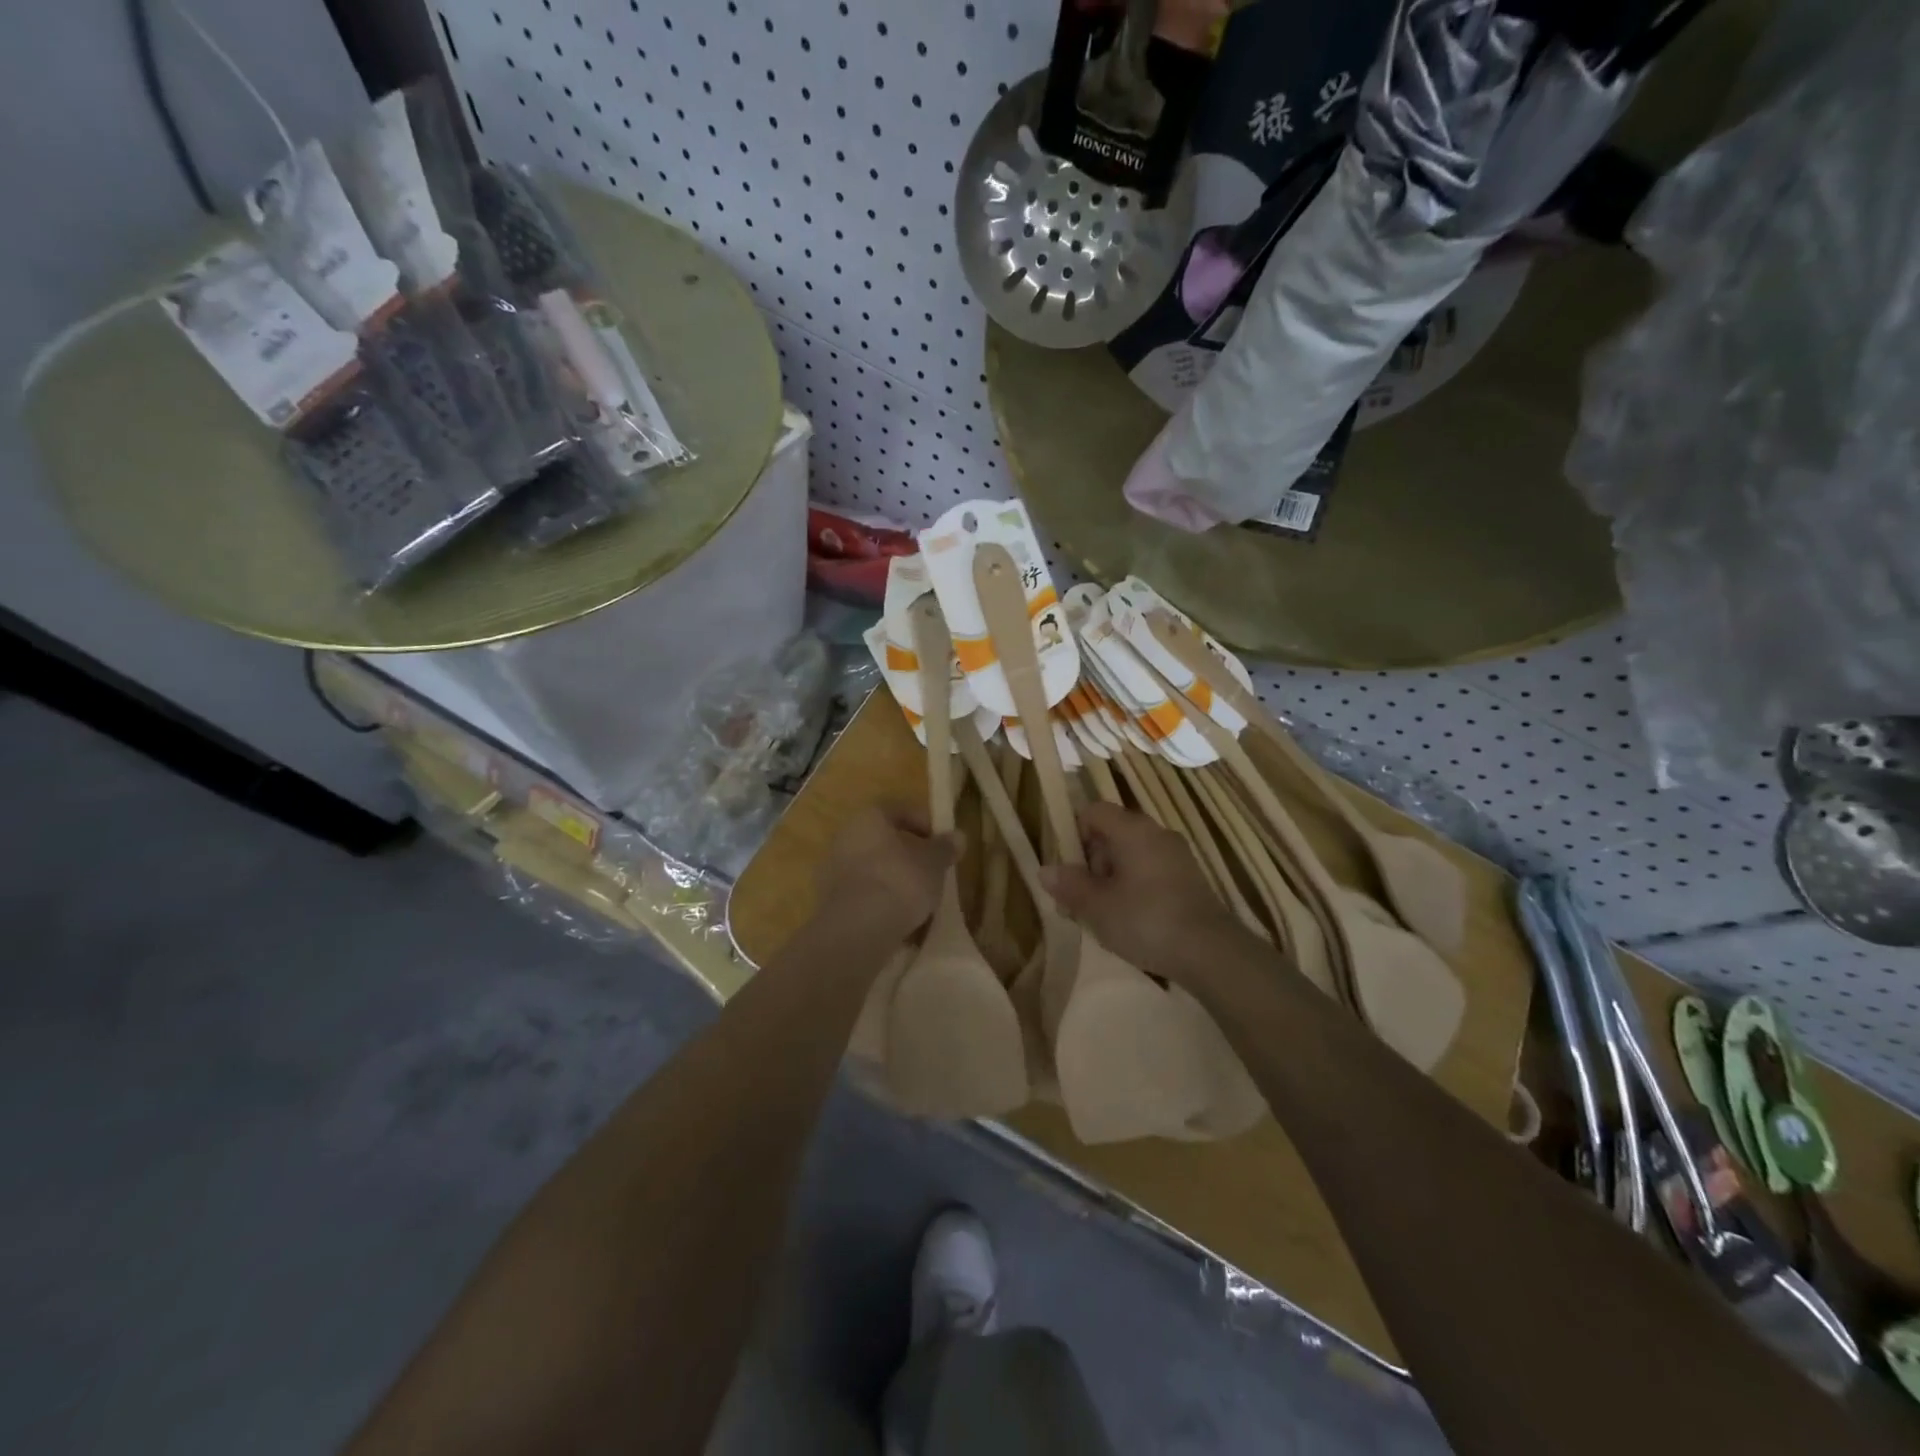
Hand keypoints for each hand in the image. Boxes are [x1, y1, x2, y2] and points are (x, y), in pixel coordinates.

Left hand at [816, 805, 956, 941]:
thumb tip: (958, 836)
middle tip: (930, 870)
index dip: (924, 823)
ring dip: (892, 879)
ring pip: (871, 868)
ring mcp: (832, 870)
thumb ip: (945, 848)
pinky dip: (879, 901)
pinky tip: (898, 919)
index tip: (941, 843)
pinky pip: (862, 894)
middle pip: (882, 840)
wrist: (858, 929)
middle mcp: (844, 837)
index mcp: (868, 818)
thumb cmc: (900, 881)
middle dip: (907, 854)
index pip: (898, 810)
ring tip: (917, 900)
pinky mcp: (829, 902)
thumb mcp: (934, 863)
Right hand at [1040, 802, 1236, 979]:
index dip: (1074, 833)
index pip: (1094, 811)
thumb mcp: (1097, 906)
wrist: (1211, 952)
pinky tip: (1130, 920)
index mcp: (1132, 830)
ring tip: (1102, 916)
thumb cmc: (1145, 920)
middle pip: (1112, 833)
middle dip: (1090, 862)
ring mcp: (1176, 855)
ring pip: (1131, 855)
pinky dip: (1134, 887)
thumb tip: (1045, 870)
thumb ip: (1070, 885)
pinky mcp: (1189, 879)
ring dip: (1111, 879)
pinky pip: (1150, 871)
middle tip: (1079, 899)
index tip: (1068, 868)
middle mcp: (1156, 833)